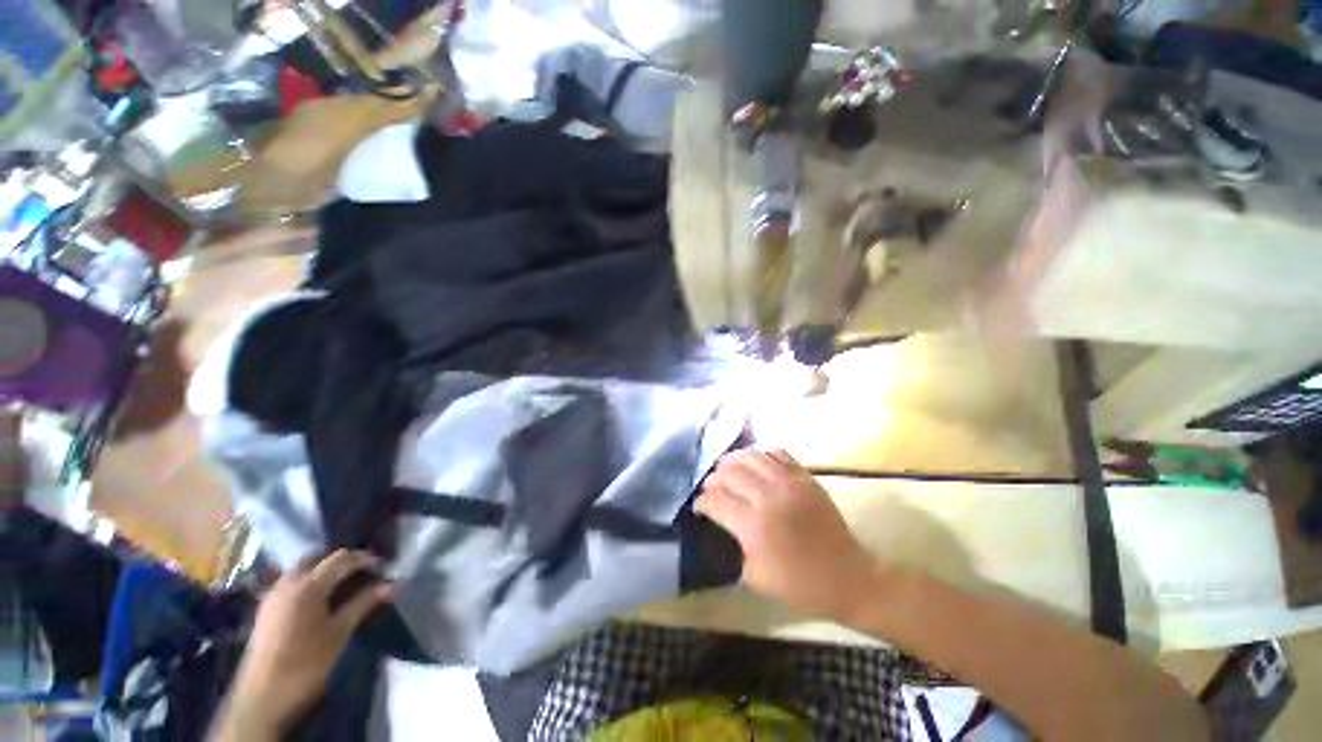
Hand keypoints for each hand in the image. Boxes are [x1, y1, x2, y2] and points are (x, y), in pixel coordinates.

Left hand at [221, 550, 391, 737]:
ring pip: (299, 571)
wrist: (263, 696)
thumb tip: (389, 586)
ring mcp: (273, 596)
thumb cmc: (307, 662)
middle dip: (339, 562)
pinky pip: (288, 584)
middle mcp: (288, 583)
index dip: (363, 559)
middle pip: (316, 559)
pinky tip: (316, 601)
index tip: (381, 567)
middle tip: (359, 573)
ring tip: (339, 586)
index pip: (340, 559)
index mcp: (309, 586)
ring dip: (320, 572)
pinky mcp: (265, 610)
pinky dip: (306, 584)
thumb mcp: (340, 633)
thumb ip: (363, 604)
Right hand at [696, 449, 879, 621]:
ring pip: (751, 456)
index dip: (702, 502)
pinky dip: (760, 454)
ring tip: (727, 468)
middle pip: (730, 473)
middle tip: (711, 486)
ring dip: (733, 461)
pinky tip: (755, 463)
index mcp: (754, 526)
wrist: (847, 576)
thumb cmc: (800, 584)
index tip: (699, 505)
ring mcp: (788, 483)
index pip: (716, 501)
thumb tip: (727, 522)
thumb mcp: (755, 578)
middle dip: (714, 479)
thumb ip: (736, 546)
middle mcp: (768, 498)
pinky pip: (777, 453)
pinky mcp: (805, 477)